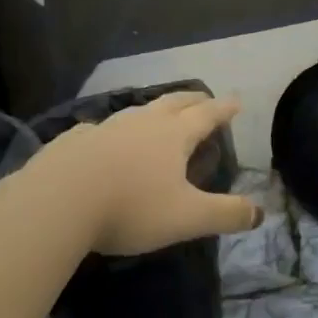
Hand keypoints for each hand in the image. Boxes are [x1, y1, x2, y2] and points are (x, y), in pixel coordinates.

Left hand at [21, 92, 260, 254]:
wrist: (57, 202)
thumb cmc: (130, 207)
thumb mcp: (187, 218)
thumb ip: (226, 215)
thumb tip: (260, 213)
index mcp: (174, 136)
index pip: (207, 115)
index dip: (224, 109)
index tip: (236, 101)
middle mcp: (142, 123)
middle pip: (174, 102)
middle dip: (193, 100)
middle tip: (204, 99)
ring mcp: (105, 128)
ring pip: (137, 111)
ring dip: (154, 110)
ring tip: (159, 115)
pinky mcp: (73, 141)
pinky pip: (99, 129)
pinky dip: (111, 131)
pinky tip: (102, 138)